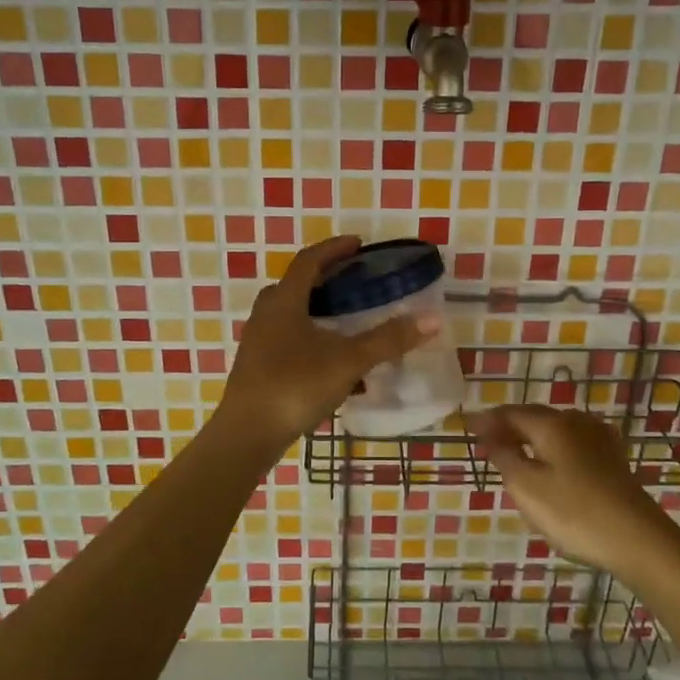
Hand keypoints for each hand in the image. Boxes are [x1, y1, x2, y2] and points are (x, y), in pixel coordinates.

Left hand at [218, 235, 437, 450]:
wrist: (247, 435)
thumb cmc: (295, 386)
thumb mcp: (348, 361)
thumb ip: (388, 340)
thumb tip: (432, 319)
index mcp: (284, 302)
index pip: (309, 261)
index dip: (334, 249)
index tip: (358, 244)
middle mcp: (266, 315)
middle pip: (296, 285)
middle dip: (326, 279)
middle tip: (355, 280)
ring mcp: (258, 342)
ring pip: (292, 315)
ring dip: (319, 311)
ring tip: (348, 321)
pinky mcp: (258, 367)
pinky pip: (289, 340)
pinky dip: (313, 339)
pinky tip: (334, 365)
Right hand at [469, 405, 670, 580]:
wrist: (638, 540)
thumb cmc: (574, 512)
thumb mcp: (526, 487)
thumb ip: (504, 456)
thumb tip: (489, 434)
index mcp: (552, 424)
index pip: (510, 413)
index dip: (486, 420)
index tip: (466, 427)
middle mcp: (576, 422)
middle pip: (534, 417)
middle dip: (508, 427)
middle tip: (486, 442)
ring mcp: (599, 439)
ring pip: (555, 429)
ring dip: (531, 437)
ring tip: (514, 452)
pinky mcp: (613, 459)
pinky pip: (573, 443)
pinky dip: (553, 447)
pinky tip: (553, 460)